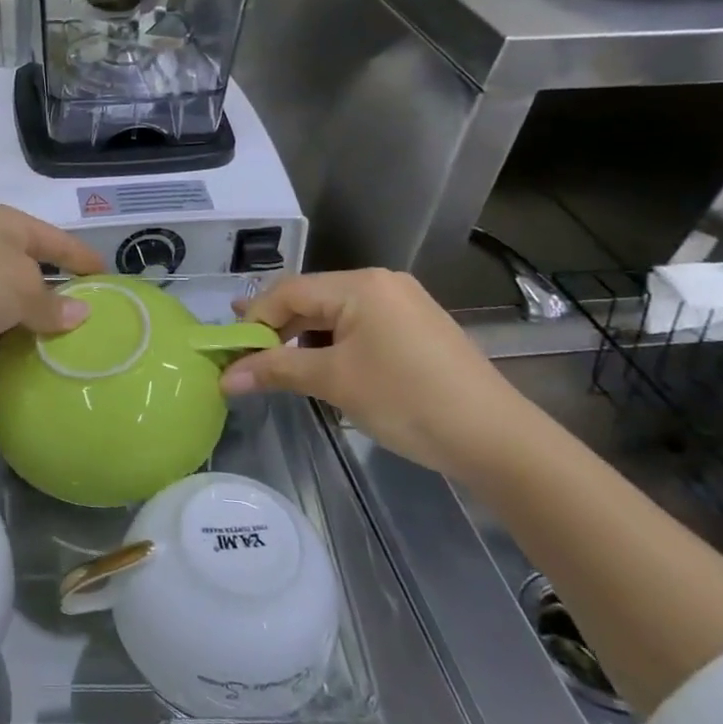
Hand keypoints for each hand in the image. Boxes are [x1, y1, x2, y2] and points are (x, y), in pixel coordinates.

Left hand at [0, 207, 102, 390]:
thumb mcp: (21, 288)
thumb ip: (51, 305)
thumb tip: (79, 314)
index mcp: (5, 229)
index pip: (54, 240)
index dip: (82, 257)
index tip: (109, 278)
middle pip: (22, 279)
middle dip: (46, 306)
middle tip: (81, 336)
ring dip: (13, 340)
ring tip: (48, 367)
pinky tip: (2, 392)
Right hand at [219, 269, 534, 478]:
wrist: (497, 440)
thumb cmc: (407, 400)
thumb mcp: (334, 382)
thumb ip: (275, 370)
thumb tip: (225, 379)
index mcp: (360, 285)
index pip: (289, 292)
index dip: (254, 320)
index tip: (231, 352)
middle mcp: (381, 283)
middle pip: (311, 299)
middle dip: (276, 328)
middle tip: (243, 355)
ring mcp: (402, 304)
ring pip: (333, 314)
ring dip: (302, 338)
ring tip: (276, 364)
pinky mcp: (415, 328)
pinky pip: (358, 327)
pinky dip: (332, 345)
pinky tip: (320, 367)